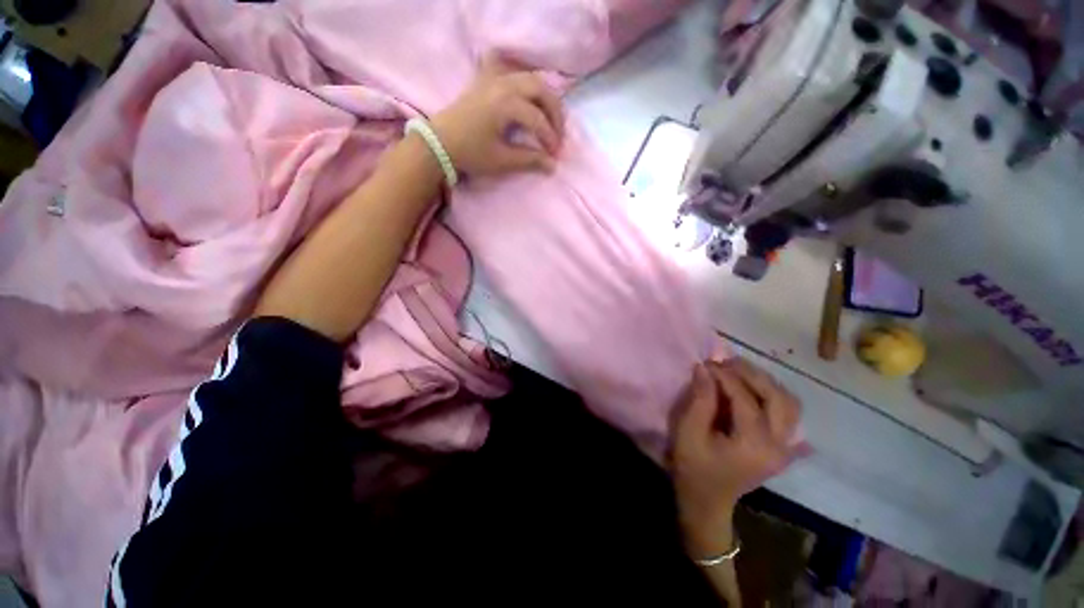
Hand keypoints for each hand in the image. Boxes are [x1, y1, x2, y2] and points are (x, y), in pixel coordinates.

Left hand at [430, 54, 564, 176]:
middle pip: (540, 89)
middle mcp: (503, 84)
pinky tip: (527, 95)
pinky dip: (524, 81)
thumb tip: (553, 165)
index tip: (555, 156)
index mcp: (506, 104)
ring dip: (545, 97)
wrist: (439, 142)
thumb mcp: (501, 161)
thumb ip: (529, 160)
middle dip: (555, 112)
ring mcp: (494, 79)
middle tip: (559, 134)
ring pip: (529, 78)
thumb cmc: (470, 153)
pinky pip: (511, 70)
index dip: (551, 138)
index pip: (538, 119)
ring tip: (549, 119)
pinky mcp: (486, 80)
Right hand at [670, 359, 803, 548]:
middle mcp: (778, 445)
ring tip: (740, 372)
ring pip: (789, 404)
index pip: (746, 399)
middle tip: (728, 363)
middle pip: (778, 398)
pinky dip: (775, 398)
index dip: (726, 376)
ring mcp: (785, 448)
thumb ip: (699, 400)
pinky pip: (789, 416)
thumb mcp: (688, 433)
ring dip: (767, 383)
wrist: (707, 502)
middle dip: (753, 374)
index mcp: (754, 445)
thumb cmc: (693, 468)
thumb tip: (705, 369)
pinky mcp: (783, 449)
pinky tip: (757, 391)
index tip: (708, 362)